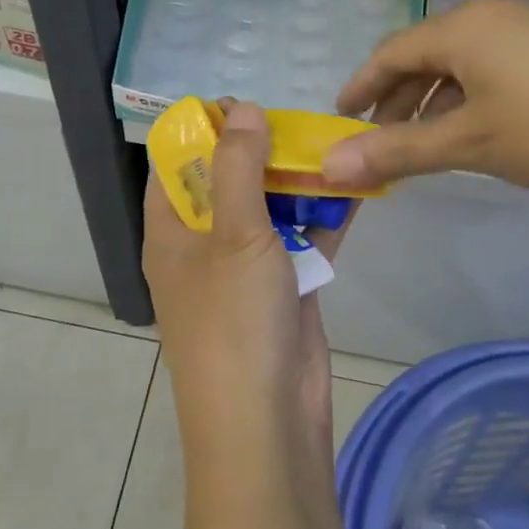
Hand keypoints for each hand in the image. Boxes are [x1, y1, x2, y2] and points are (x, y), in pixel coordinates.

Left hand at [144, 100, 353, 454]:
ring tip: (332, 141)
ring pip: (270, 208)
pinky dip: (325, 215)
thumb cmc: (234, 321)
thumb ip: (239, 167)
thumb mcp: (234, 234)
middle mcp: (204, 244)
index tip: (242, 104)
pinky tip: (355, 183)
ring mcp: (246, 268)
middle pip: (228, 181)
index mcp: (172, 231)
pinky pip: (303, 239)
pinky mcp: (285, 288)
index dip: (202, 131)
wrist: (267, 424)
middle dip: (261, 151)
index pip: (175, 164)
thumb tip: (242, 108)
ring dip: (298, 180)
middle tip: (299, 120)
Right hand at [321, 0, 528, 195]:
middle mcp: (489, 18)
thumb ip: (398, 152)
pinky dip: (470, 99)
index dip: (360, 87)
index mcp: (460, 30)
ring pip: (461, 65)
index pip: (389, 54)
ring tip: (427, 145)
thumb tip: (328, 165)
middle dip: (397, 100)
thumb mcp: (471, 144)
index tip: (341, 118)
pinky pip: (494, 68)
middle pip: (424, 56)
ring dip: (434, 103)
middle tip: (380, 142)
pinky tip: (482, 131)